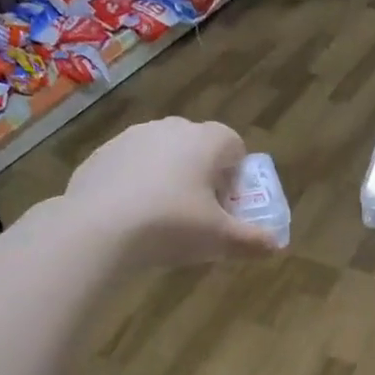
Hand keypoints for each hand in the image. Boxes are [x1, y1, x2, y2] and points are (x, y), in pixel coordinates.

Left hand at [65, 117, 280, 267]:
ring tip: (162, 218)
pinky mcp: (100, 155)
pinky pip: (129, 167)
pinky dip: (135, 185)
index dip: (236, 174)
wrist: (98, 230)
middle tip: (199, 213)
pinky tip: (130, 217)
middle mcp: (169, 129)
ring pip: (161, 154)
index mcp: (204, 141)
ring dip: (168, 177)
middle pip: (197, 146)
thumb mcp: (220, 240)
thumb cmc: (172, 226)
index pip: (233, 143)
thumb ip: (252, 241)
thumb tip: (276, 246)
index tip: (228, 204)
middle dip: (202, 174)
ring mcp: (130, 138)